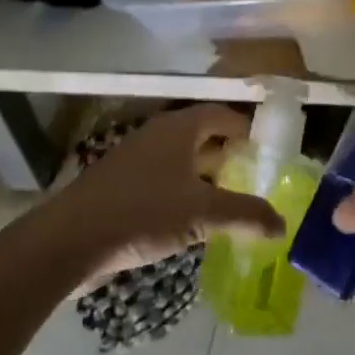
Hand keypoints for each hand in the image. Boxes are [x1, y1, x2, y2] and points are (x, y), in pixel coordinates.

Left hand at [47, 104, 284, 282]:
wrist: (71, 239)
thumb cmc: (143, 212)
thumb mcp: (203, 214)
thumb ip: (246, 215)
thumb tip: (283, 224)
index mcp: (178, 129)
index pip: (221, 114)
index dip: (246, 128)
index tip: (267, 149)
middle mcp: (157, 136)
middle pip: (201, 136)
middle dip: (228, 155)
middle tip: (254, 178)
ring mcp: (135, 160)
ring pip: (180, 162)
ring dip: (204, 178)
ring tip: (229, 203)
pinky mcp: (120, 186)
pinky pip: (162, 182)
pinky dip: (182, 194)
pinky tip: (192, 222)